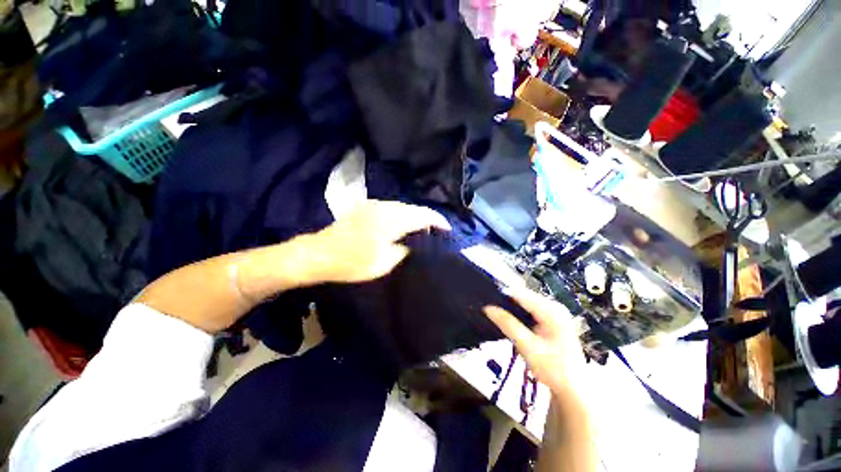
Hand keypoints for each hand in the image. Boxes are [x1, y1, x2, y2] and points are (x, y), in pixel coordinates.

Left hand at [305, 200, 450, 283]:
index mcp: (391, 220)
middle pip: (413, 208)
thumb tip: (412, 243)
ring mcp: (373, 205)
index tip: (447, 229)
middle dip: (427, 218)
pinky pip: (391, 208)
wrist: (319, 254)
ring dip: (414, 215)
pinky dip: (402, 214)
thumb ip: (403, 250)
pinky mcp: (365, 208)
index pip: (422, 215)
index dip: (437, 221)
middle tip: (435, 231)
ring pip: (402, 207)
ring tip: (421, 229)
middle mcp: (384, 207)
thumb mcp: (384, 263)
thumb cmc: (352, 263)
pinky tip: (402, 224)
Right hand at [484, 288, 585, 397]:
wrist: (573, 390)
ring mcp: (554, 312)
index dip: (502, 294)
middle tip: (488, 307)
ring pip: (525, 302)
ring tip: (494, 311)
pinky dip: (518, 313)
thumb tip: (487, 308)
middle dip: (505, 300)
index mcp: (552, 311)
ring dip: (510, 306)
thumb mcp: (527, 346)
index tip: (484, 297)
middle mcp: (554, 306)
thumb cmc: (552, 369)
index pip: (521, 294)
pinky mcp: (552, 319)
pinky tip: (508, 318)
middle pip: (524, 296)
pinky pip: (530, 309)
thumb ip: (507, 324)